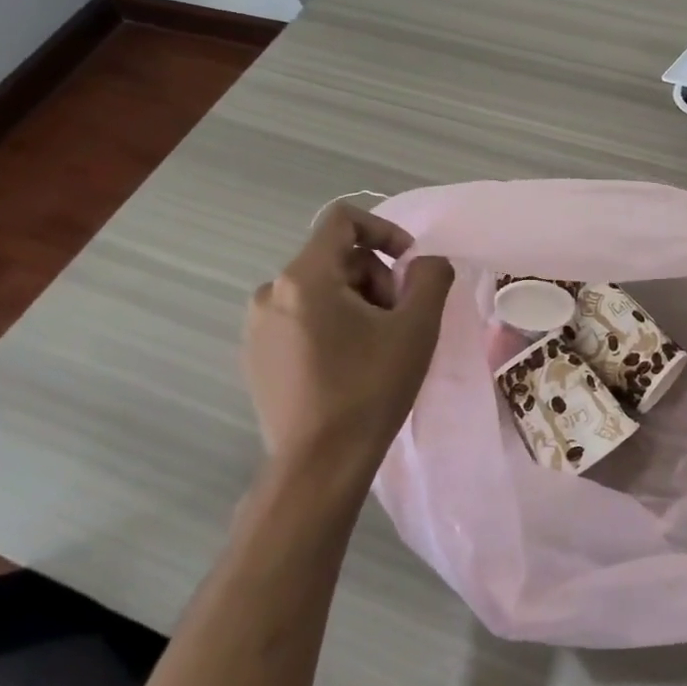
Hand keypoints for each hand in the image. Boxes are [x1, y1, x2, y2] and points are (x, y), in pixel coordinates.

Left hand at [241, 203, 453, 474]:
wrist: (320, 465)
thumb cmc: (370, 389)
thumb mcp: (417, 327)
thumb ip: (430, 277)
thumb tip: (426, 263)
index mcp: (304, 277)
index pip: (343, 221)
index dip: (385, 230)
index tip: (410, 265)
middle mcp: (271, 292)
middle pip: (337, 259)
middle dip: (377, 279)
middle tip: (402, 320)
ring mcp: (257, 326)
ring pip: (321, 290)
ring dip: (358, 304)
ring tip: (379, 346)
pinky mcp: (256, 356)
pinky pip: (302, 319)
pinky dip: (332, 325)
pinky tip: (351, 364)